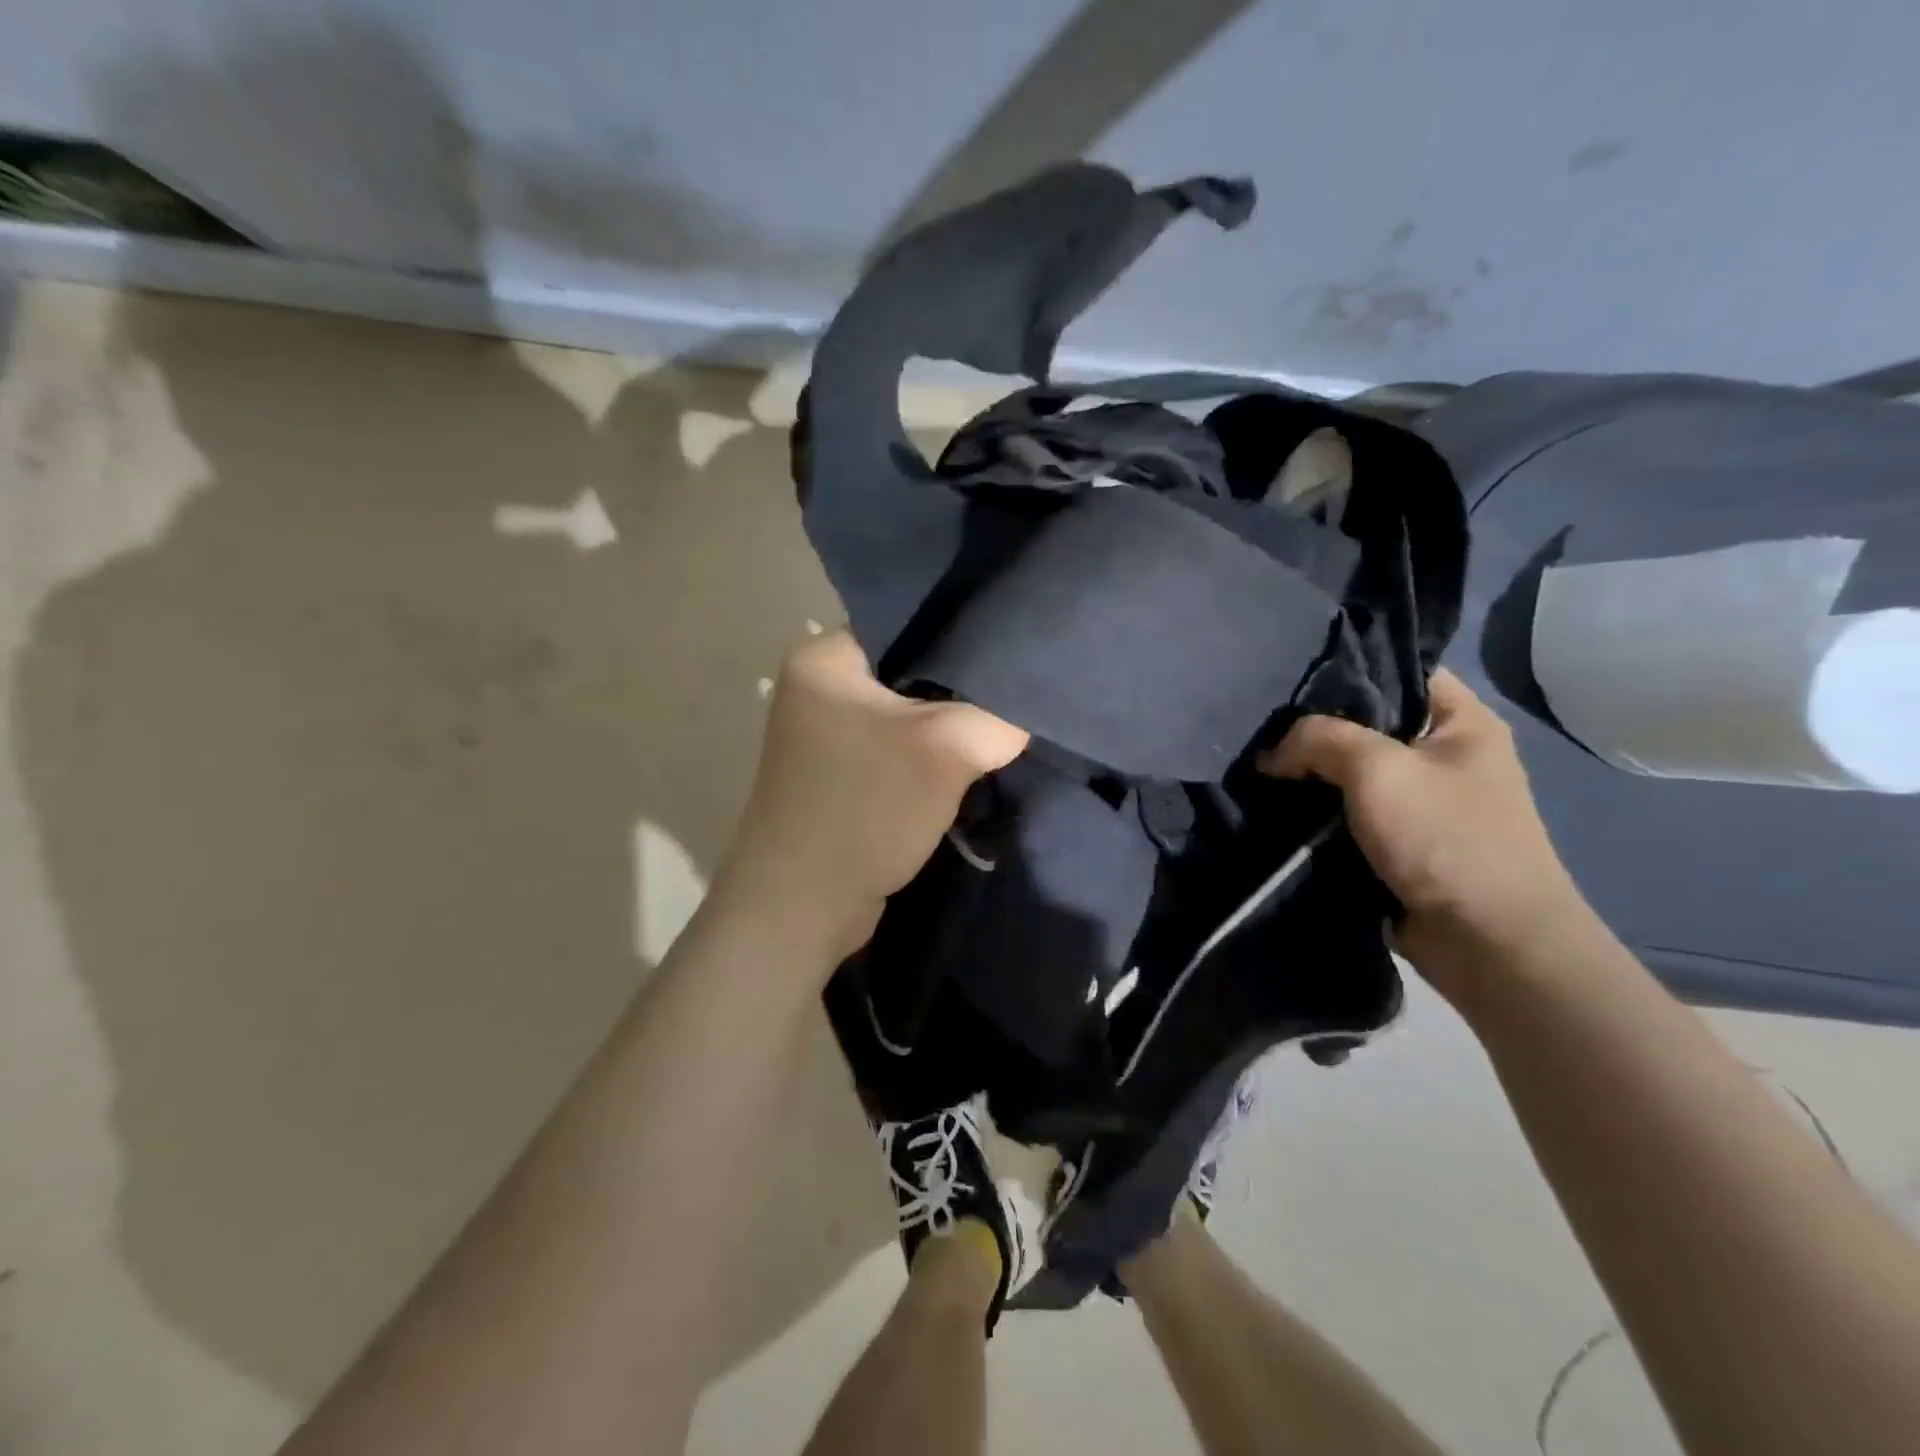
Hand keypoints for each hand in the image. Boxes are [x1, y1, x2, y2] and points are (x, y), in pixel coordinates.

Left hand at [714, 631, 1028, 961]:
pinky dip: (928, 761)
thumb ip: (997, 717)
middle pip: (910, 672)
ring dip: (947, 732)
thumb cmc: (865, 807)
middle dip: (962, 691)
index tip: (1013, 654)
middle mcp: (818, 688)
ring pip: (906, 716)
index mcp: (825, 658)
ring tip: (1000, 731)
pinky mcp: (840, 776)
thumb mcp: (946, 750)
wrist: (803, 905)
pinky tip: (966, 769)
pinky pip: (895, 752)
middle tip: (1015, 697)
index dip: (964, 636)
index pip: (909, 623)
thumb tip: (1024, 714)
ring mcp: (825, 736)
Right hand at [1260, 670, 1584, 981]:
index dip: (1346, 668)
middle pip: (1368, 723)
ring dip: (1310, 774)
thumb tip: (1272, 751)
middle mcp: (1444, 754)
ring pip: (1352, 772)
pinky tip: (1276, 804)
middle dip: (1315, 728)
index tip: (1288, 676)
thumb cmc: (1445, 838)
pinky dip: (1317, 811)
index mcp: (1462, 721)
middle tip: (1260, 724)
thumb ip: (1319, 739)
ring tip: (1258, 764)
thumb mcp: (1377, 769)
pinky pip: (1349, 813)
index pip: (1399, 670)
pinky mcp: (1400, 842)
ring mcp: (1422, 801)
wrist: (1488, 943)